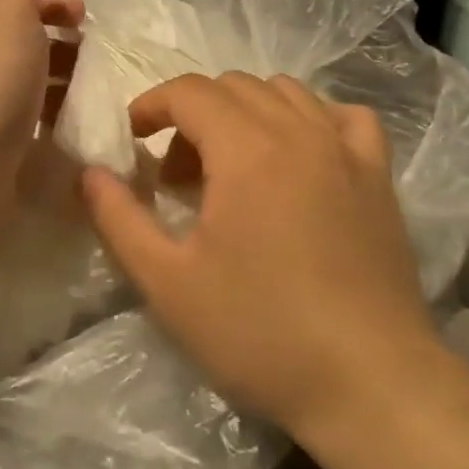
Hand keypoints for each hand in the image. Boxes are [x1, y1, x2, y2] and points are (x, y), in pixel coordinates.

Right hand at [80, 73, 443, 441]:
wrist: (369, 382)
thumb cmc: (260, 332)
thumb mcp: (168, 283)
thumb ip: (119, 219)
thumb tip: (90, 173)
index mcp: (245, 147)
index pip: (189, 91)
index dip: (151, 105)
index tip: (133, 138)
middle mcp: (298, 129)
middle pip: (233, 86)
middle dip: (193, 114)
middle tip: (178, 174)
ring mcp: (345, 148)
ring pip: (285, 92)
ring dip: (246, 112)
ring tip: (234, 166)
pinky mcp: (378, 174)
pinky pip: (343, 116)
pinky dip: (312, 119)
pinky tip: (303, 155)